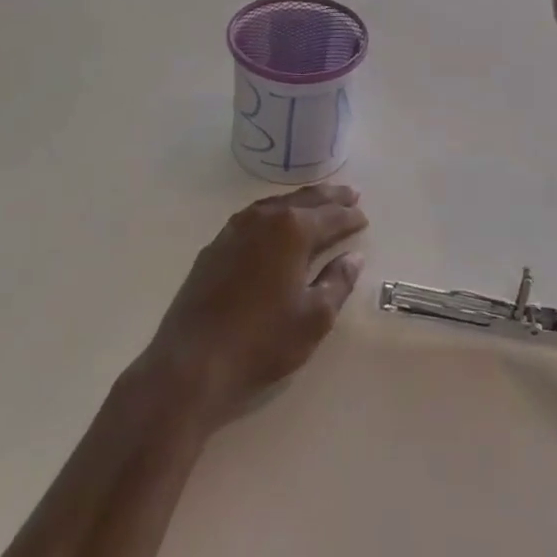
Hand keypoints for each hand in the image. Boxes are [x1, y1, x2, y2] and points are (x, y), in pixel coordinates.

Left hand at [138, 185, 367, 426]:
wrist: (192, 361)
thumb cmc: (262, 341)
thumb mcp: (314, 318)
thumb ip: (338, 282)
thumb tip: (353, 257)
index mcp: (292, 230)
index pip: (330, 216)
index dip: (350, 216)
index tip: (364, 217)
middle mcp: (264, 218)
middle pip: (304, 200)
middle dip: (330, 198)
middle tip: (351, 195)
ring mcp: (236, 228)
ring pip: (277, 204)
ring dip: (302, 202)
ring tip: (319, 203)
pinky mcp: (216, 244)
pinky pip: (255, 216)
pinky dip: (275, 213)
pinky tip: (278, 223)